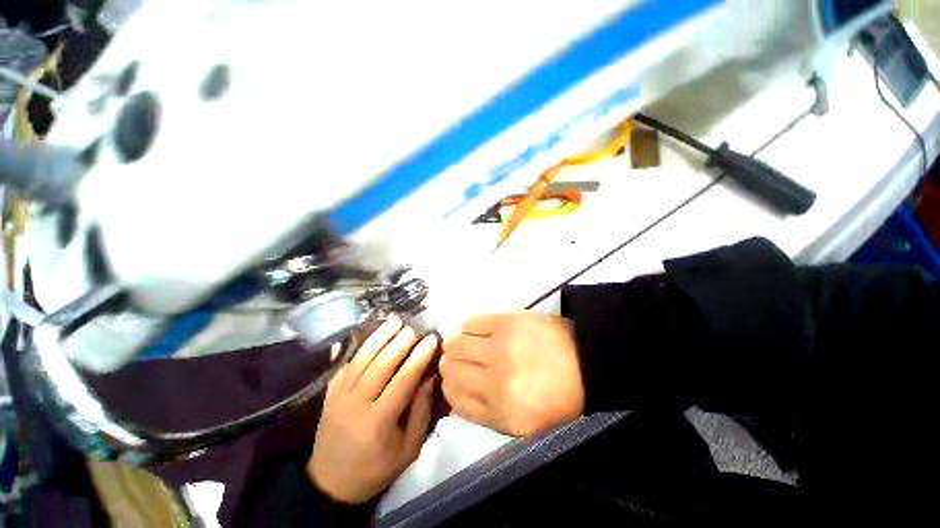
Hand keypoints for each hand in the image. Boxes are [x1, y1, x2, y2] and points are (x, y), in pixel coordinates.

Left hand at [307, 317, 437, 503]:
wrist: (330, 483)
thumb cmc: (375, 469)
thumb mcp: (407, 450)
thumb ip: (420, 412)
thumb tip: (430, 377)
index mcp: (378, 422)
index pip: (402, 380)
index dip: (419, 357)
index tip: (431, 339)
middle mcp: (356, 404)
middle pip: (380, 364)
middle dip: (400, 342)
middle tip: (415, 326)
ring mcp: (339, 396)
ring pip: (361, 359)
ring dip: (379, 337)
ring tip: (394, 321)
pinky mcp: (329, 393)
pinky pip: (345, 364)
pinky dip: (357, 346)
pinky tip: (368, 333)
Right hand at [440, 311, 583, 436]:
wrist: (585, 360)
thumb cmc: (555, 395)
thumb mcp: (521, 423)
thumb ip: (483, 411)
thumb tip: (455, 390)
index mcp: (501, 414)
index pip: (452, 396)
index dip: (450, 385)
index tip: (457, 378)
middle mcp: (496, 382)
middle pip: (449, 367)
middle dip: (451, 363)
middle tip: (462, 358)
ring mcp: (500, 348)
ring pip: (454, 342)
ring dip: (456, 343)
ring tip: (468, 342)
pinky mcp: (506, 322)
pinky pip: (470, 322)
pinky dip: (467, 327)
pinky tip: (477, 330)